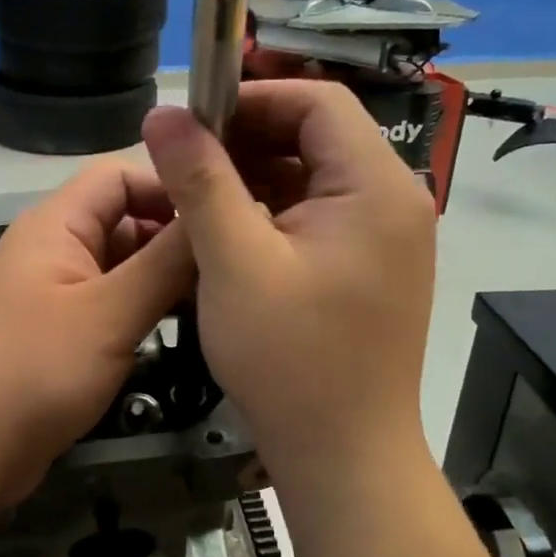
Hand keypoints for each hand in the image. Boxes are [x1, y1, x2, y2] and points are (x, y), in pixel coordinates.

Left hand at [0, 164, 194, 515]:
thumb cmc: (29, 370)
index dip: (172, 187)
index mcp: (57, 225)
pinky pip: (107, 311)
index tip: (226, 219)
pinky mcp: (55, 340)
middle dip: (175, 241)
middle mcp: (53, 251)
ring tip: (221, 304)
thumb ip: (165, 263)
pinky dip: (140, 316)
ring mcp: (53, 297)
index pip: (121, 176)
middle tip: (235, 271)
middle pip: (124, 223)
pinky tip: (182, 337)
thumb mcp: (108, 313)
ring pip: (119, 272)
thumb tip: (215, 210)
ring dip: (162, 283)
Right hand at [141, 80, 436, 484]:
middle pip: (317, 136)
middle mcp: (393, 202)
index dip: (252, 97)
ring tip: (198, 197)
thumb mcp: (233, 262)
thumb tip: (161, 115)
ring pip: (313, 177)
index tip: (193, 120)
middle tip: (185, 161)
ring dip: (254, 176)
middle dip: (247, 139)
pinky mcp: (369, 268)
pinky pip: (317, 216)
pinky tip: (229, 234)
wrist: (342, 459)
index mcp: (376, 187)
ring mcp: (385, 238)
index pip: (318, 101)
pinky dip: (271, 212)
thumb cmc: (290, 360)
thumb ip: (199, 180)